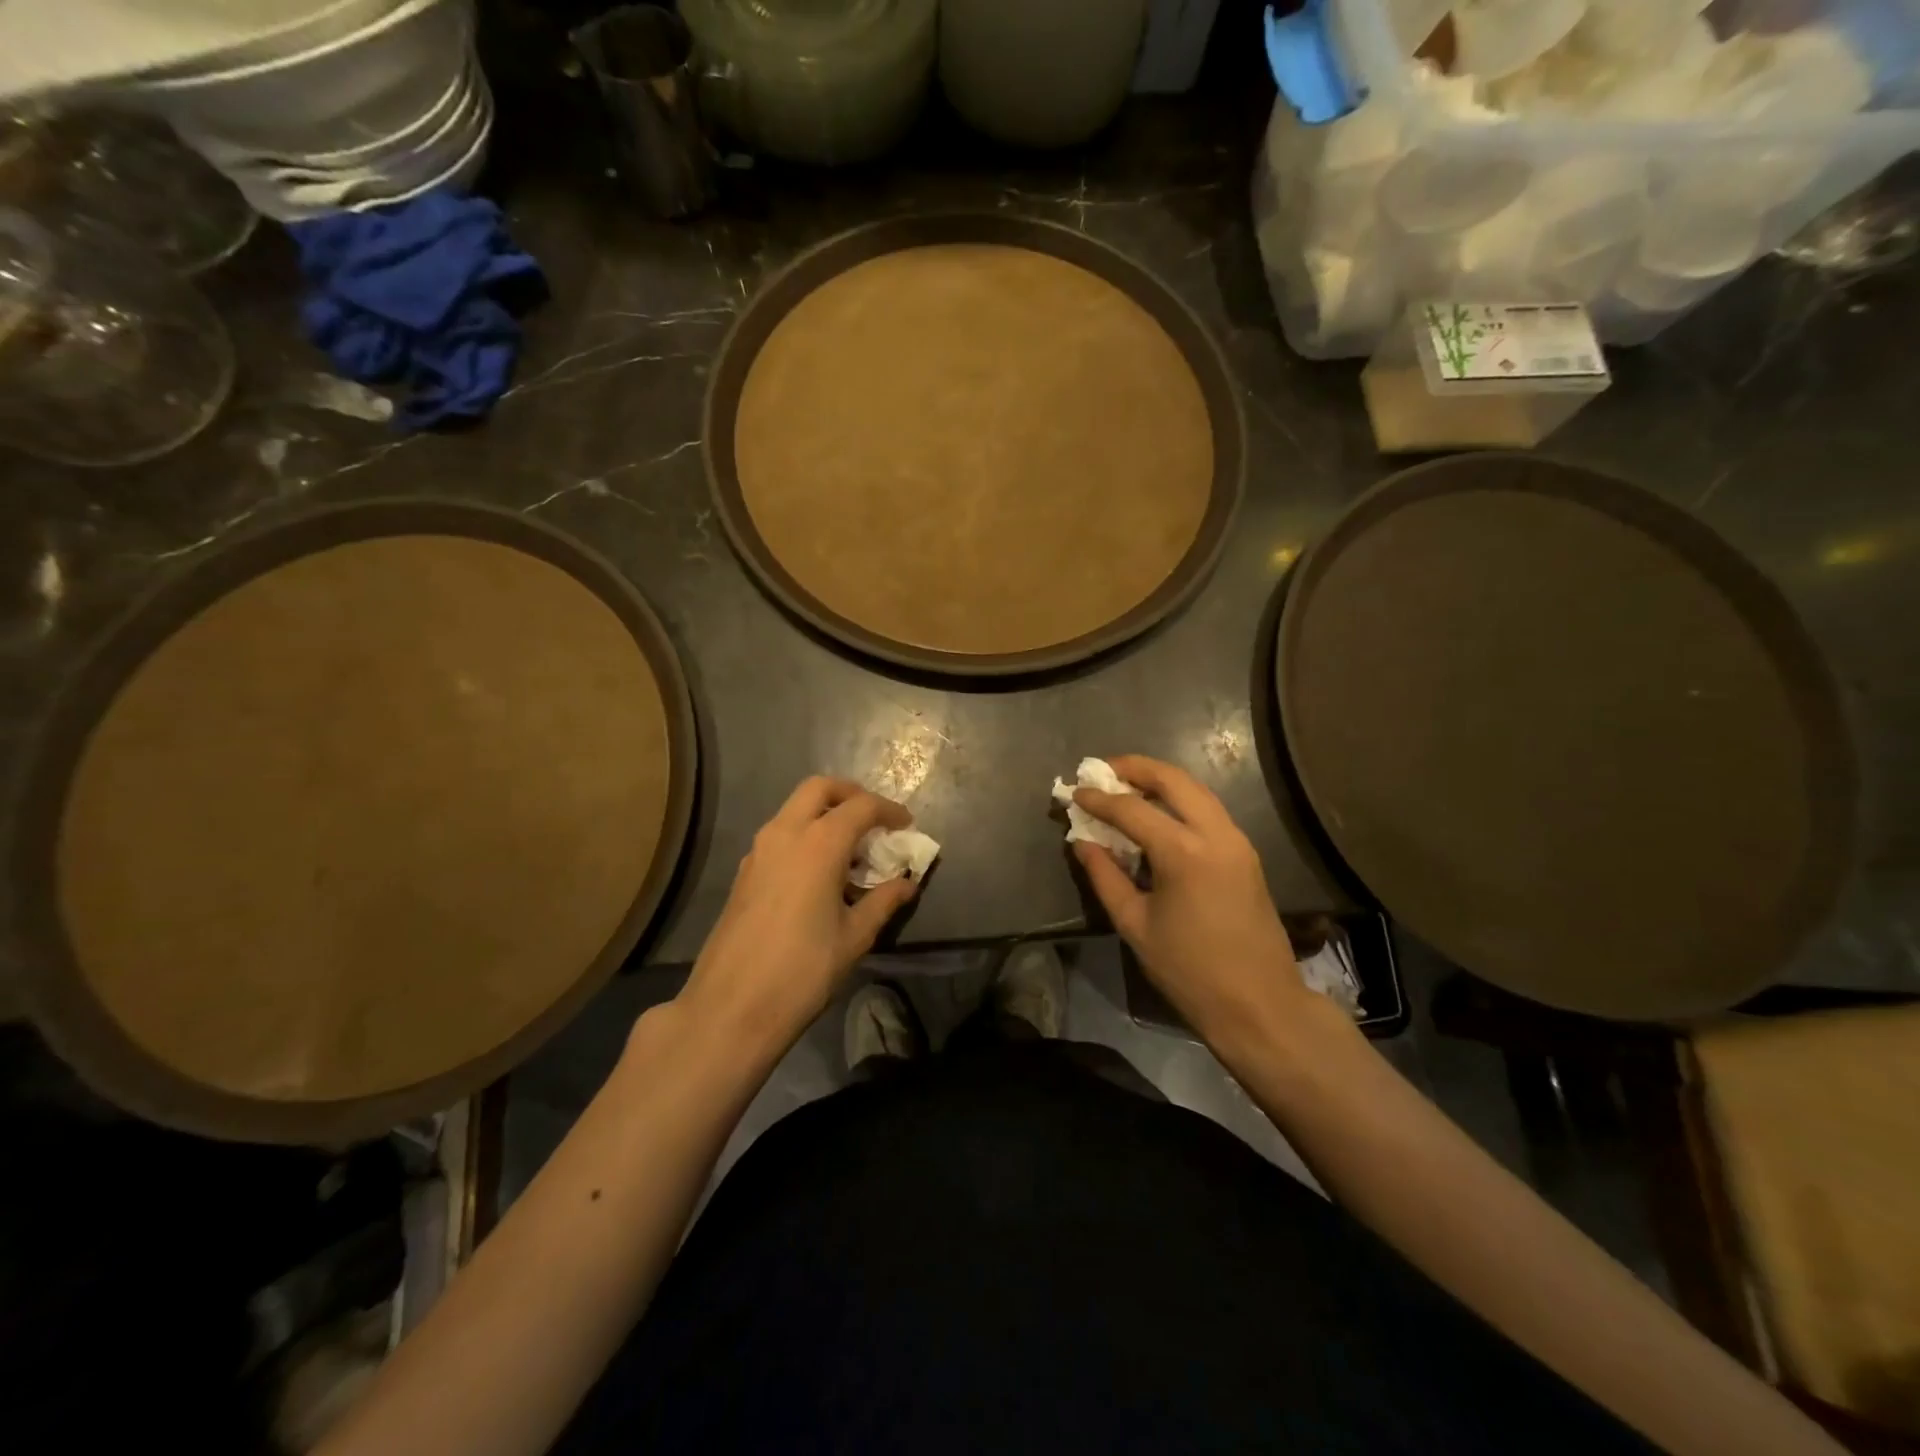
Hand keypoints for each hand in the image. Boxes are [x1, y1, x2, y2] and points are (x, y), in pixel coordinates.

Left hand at [677, 777, 918, 1056]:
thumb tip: (908, 883)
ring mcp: (759, 851)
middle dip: (851, 794)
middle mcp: (785, 834)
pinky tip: (820, 872)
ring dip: (825, 813)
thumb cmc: (802, 971)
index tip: (907, 825)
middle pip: (820, 788)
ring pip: (795, 808)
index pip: (861, 806)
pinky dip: (805, 834)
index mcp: (818, 844)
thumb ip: (883, 901)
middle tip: (874, 820)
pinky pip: (780, 833)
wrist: (731, 1007)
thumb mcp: (854, 937)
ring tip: (851, 849)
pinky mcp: (745, 872)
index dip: (889, 810)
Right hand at [1073, 756, 1314, 1050]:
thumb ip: (1105, 876)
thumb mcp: (1134, 924)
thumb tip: (1082, 842)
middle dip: (1135, 767)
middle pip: (1173, 780)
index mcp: (1184, 852)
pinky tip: (1158, 813)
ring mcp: (1237, 841)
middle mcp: (1216, 834)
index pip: (1132, 809)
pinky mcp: (1246, 853)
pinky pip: (1208, 810)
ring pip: (1196, 790)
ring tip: (1126, 784)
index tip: (1074, 791)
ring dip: (1160, 780)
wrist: (1259, 1004)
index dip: (1099, 798)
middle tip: (1103, 769)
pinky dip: (1180, 800)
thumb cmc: (1189, 970)